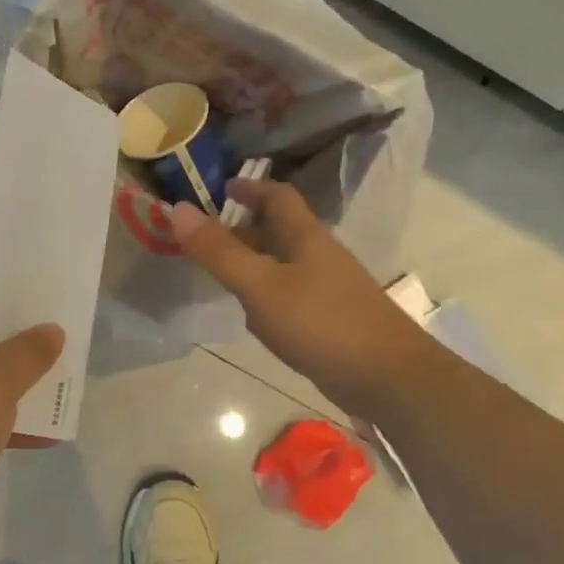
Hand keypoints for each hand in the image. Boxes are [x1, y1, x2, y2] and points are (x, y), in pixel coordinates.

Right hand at [169, 181, 429, 416]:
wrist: (386, 376)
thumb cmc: (321, 322)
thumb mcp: (260, 286)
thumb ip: (218, 251)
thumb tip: (176, 209)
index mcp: (305, 236)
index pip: (278, 196)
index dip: (250, 187)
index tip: (221, 189)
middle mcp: (318, 255)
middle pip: (278, 230)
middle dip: (243, 228)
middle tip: (205, 238)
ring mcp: (328, 288)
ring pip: (283, 265)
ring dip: (253, 263)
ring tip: (219, 275)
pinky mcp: (330, 319)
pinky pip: (291, 296)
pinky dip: (267, 296)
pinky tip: (254, 318)